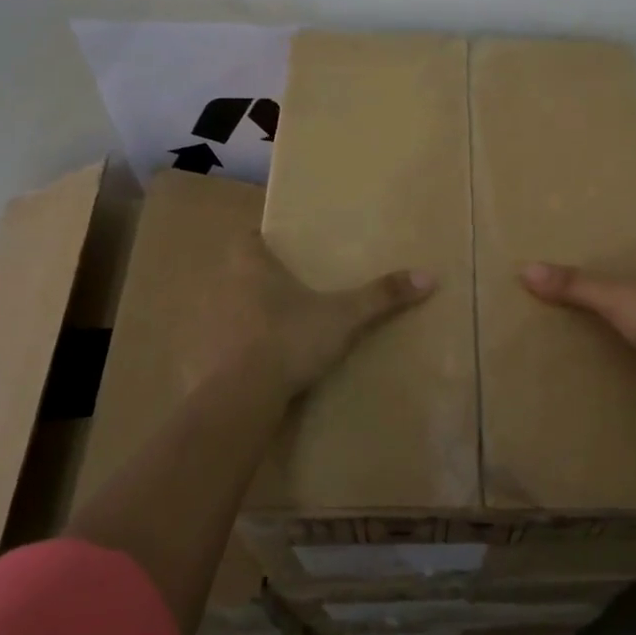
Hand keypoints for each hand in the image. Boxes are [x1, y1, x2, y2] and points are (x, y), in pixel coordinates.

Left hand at [203, 232, 435, 401]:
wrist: (242, 395)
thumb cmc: (289, 338)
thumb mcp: (344, 316)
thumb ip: (382, 296)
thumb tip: (429, 276)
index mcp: (252, 267)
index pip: (247, 238)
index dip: (261, 239)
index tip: (280, 246)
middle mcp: (225, 289)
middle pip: (237, 273)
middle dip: (258, 278)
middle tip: (289, 286)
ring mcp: (211, 325)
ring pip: (229, 309)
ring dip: (247, 314)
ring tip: (279, 325)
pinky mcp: (206, 360)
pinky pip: (223, 345)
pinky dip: (238, 349)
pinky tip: (260, 362)